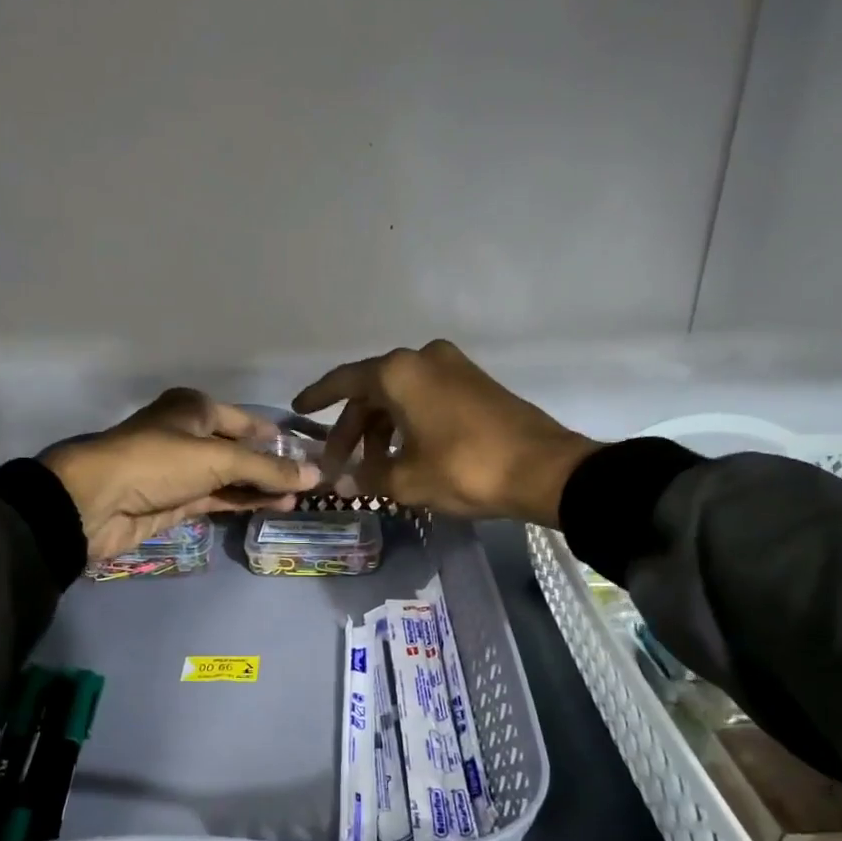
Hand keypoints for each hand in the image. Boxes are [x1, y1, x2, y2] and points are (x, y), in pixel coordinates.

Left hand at [42, 388, 321, 561]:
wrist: (96, 502)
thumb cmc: (158, 462)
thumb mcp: (218, 460)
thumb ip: (267, 470)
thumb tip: (315, 476)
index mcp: (195, 408)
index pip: (246, 421)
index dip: (276, 437)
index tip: (309, 453)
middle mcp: (189, 434)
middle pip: (240, 450)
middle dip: (272, 465)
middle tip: (311, 482)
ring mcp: (182, 470)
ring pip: (231, 477)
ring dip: (261, 487)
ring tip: (300, 499)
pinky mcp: (177, 501)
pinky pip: (218, 499)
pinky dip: (243, 502)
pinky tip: (272, 507)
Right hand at [292, 340, 597, 526]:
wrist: (543, 469)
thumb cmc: (465, 468)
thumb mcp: (407, 479)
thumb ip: (367, 477)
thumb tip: (342, 482)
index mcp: (399, 372)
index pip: (344, 381)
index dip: (317, 397)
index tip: (298, 410)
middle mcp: (423, 358)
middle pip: (372, 392)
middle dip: (352, 429)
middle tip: (338, 464)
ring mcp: (453, 367)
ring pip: (400, 397)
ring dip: (381, 430)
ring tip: (374, 469)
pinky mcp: (475, 383)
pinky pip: (426, 398)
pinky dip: (408, 423)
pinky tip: (405, 455)